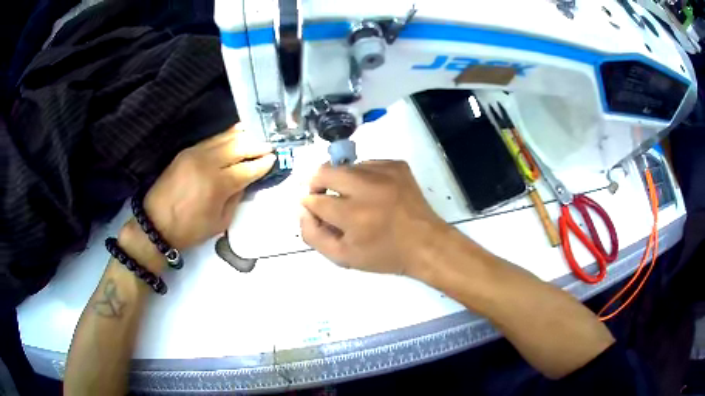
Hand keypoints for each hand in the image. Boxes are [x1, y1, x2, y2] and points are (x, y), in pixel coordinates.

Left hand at [142, 125, 274, 250]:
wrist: (156, 223)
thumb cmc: (190, 229)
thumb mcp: (220, 222)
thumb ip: (236, 198)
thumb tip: (246, 180)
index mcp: (217, 184)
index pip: (247, 168)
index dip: (263, 164)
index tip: (274, 159)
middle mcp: (208, 163)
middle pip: (238, 147)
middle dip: (257, 146)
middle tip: (269, 147)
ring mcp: (195, 153)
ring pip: (225, 138)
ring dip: (243, 137)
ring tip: (256, 137)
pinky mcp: (186, 151)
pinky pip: (212, 139)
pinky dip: (226, 136)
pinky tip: (236, 134)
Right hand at [300, 161, 448, 275]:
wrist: (426, 243)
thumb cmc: (384, 254)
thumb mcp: (343, 257)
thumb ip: (313, 235)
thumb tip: (302, 208)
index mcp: (354, 215)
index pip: (314, 200)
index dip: (310, 206)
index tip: (316, 212)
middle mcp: (368, 187)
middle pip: (324, 171)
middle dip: (317, 184)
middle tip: (324, 197)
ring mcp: (385, 172)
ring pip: (346, 167)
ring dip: (342, 181)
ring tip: (355, 199)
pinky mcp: (397, 165)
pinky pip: (367, 165)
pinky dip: (362, 177)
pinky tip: (373, 193)